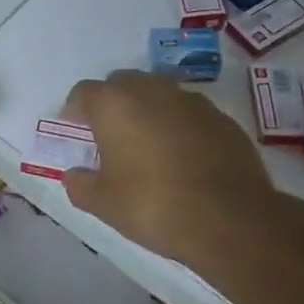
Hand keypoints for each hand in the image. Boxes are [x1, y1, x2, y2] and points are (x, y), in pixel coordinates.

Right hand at [62, 70, 279, 266]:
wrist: (229, 219)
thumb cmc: (152, 204)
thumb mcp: (103, 203)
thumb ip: (81, 184)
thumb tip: (74, 175)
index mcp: (115, 104)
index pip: (84, 92)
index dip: (75, 109)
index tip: (75, 128)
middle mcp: (152, 91)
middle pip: (123, 84)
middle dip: (113, 104)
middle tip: (110, 135)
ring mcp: (192, 102)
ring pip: (160, 95)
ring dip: (149, 112)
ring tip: (148, 145)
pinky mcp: (223, 119)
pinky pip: (190, 115)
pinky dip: (180, 127)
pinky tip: (183, 158)